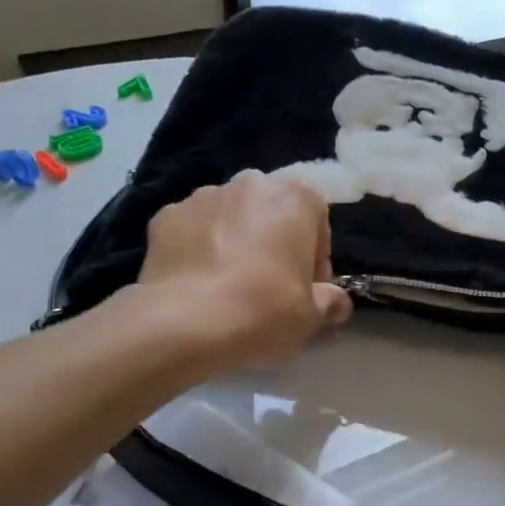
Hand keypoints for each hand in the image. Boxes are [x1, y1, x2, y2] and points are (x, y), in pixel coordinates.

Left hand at [136, 170, 351, 370]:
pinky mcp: (165, 215)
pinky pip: (192, 229)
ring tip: (228, 284)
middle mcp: (249, 184)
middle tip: (270, 285)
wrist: (186, 322)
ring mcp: (202, 196)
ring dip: (235, 240)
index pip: (316, 219)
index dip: (315, 256)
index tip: (307, 287)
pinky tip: (196, 282)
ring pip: (229, 216)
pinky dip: (197, 248)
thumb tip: (339, 303)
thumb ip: (328, 302)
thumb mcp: (309, 316)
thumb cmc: (264, 310)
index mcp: (294, 197)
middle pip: (271, 212)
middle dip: (274, 241)